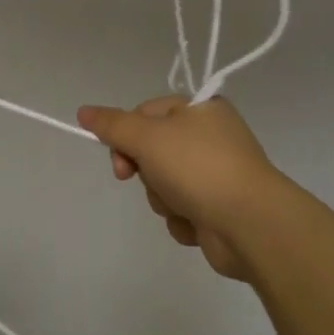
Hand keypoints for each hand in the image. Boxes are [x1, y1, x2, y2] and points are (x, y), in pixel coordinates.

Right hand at [76, 96, 283, 281]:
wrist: (250, 224)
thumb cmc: (198, 167)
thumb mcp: (147, 137)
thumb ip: (112, 124)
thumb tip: (83, 111)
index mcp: (200, 109)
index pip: (145, 112)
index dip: (125, 134)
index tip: (119, 157)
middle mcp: (211, 137)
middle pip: (152, 151)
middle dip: (146, 172)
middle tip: (146, 179)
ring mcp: (216, 175)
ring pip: (163, 184)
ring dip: (163, 198)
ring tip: (182, 205)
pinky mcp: (218, 209)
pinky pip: (182, 209)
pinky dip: (182, 219)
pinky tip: (196, 223)